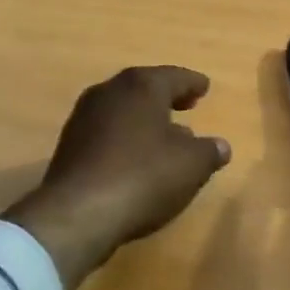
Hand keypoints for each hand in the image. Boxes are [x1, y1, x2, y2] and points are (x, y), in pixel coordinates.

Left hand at [7, 66, 231, 289]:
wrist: (78, 212)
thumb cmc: (143, 176)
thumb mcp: (191, 166)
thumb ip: (209, 151)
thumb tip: (220, 145)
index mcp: (141, 86)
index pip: (174, 77)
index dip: (192, 83)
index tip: (205, 87)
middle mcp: (109, 91)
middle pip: (144, 88)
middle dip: (166, 96)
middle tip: (186, 104)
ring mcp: (84, 116)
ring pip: (123, 109)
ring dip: (144, 118)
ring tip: (164, 134)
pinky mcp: (69, 144)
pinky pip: (106, 131)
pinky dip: (124, 136)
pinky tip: (135, 156)